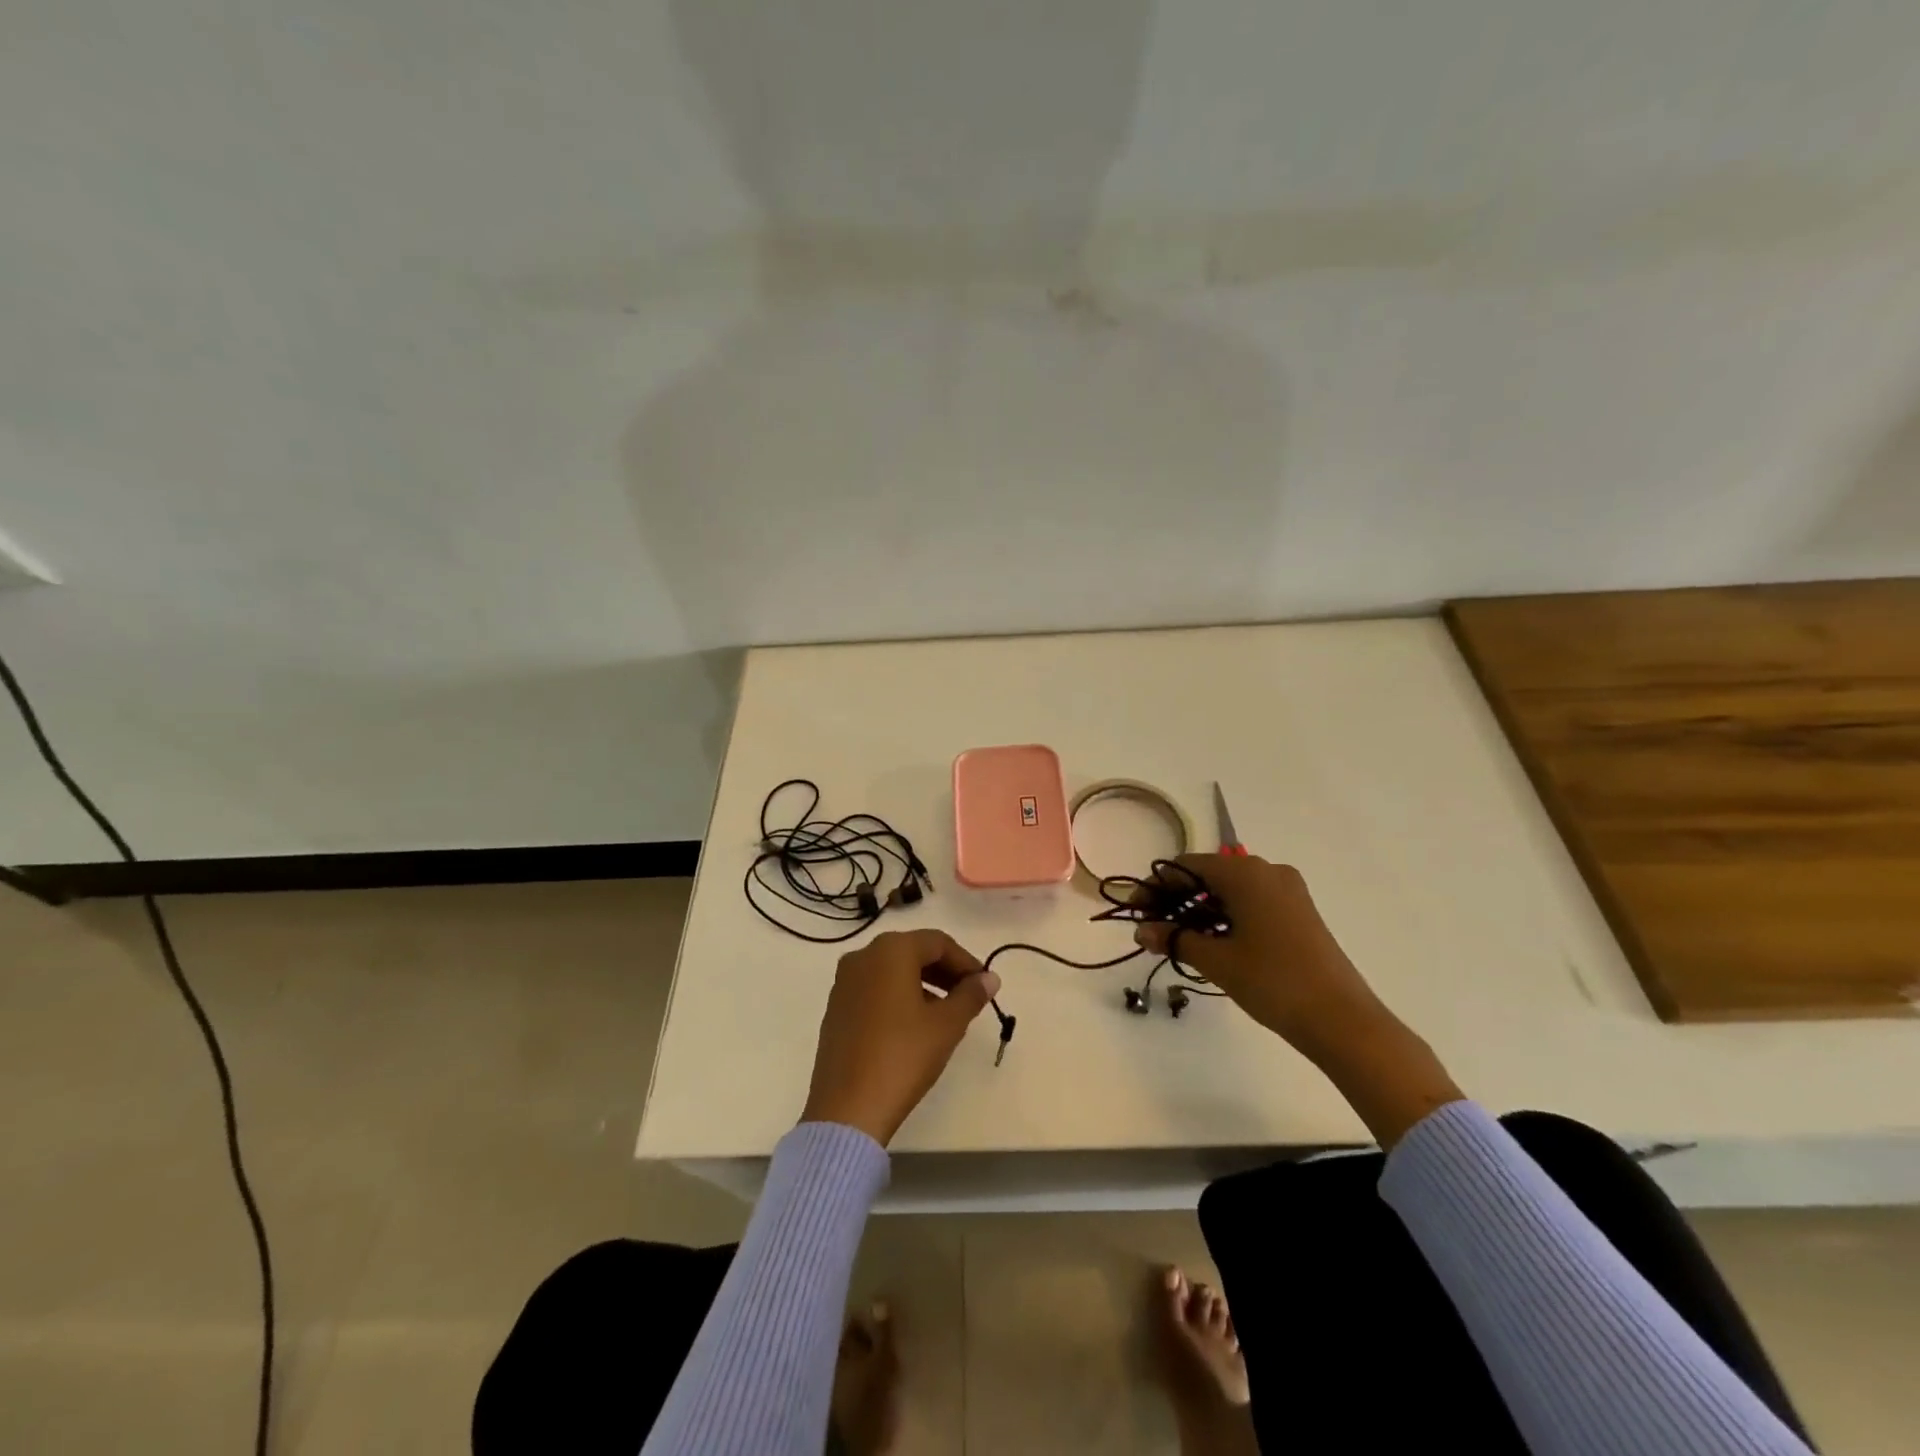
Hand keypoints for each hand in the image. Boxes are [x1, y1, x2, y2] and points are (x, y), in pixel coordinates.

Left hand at [801, 929, 1001, 1146]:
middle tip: (969, 997)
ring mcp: (844, 982)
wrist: (848, 1108)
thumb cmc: (903, 1056)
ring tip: (945, 1014)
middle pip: (913, 952)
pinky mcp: (836, 1008)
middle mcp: (863, 956)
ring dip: (923, 984)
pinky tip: (913, 1027)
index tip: (985, 985)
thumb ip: (971, 995)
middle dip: (944, 971)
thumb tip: (990, 978)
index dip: (966, 961)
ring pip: (892, 971)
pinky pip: (874, 989)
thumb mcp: (947, 1025)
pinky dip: (898, 997)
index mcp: (890, 950)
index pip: (938, 942)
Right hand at [1138, 855, 1463, 1145]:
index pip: (1185, 867)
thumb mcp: (1216, 960)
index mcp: (1245, 873)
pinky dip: (1227, 916)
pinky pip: (1252, 902)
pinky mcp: (1300, 912)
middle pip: (1208, 875)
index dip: (1155, 887)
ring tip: (1179, 940)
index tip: (1136, 913)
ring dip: (1200, 910)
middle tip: (1153, 929)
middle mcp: (1267, 870)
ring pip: (1230, 890)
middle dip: (1176, 899)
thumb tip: (1141, 930)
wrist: (1342, 1019)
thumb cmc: (1272, 981)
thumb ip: (1174, 937)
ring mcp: (1288, 891)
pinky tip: (1214, 943)